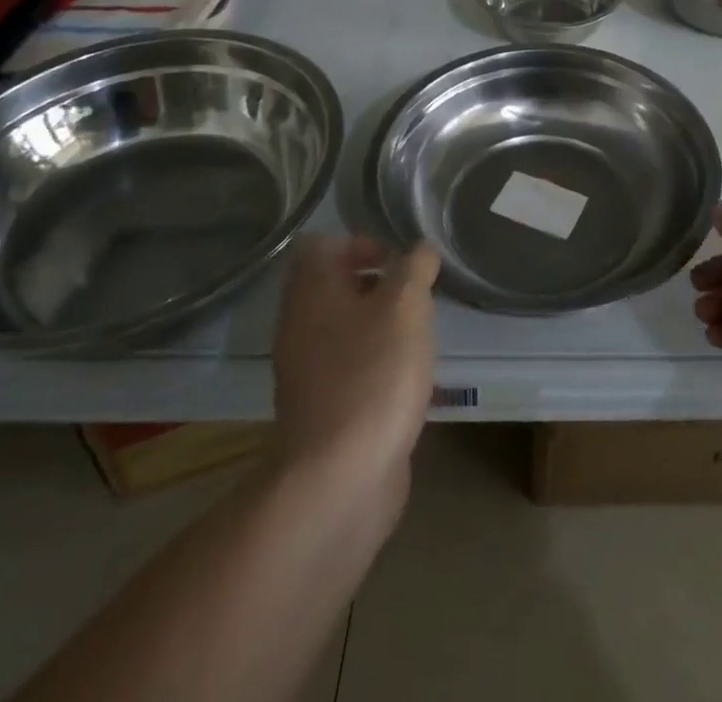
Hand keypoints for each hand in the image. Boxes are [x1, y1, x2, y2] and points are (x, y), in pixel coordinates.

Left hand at [272, 235, 439, 501]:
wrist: (339, 479)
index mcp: (312, 292)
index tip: (398, 261)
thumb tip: (421, 250)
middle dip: (377, 285)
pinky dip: (376, 364)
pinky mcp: (322, 410)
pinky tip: (408, 379)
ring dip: (380, 325)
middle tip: (415, 297)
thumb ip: (415, 267)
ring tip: (419, 336)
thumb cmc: (373, 374)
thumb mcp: (405, 305)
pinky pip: (349, 368)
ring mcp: (307, 372)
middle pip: (333, 287)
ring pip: (343, 329)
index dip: (360, 242)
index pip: (321, 246)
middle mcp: (300, 326)